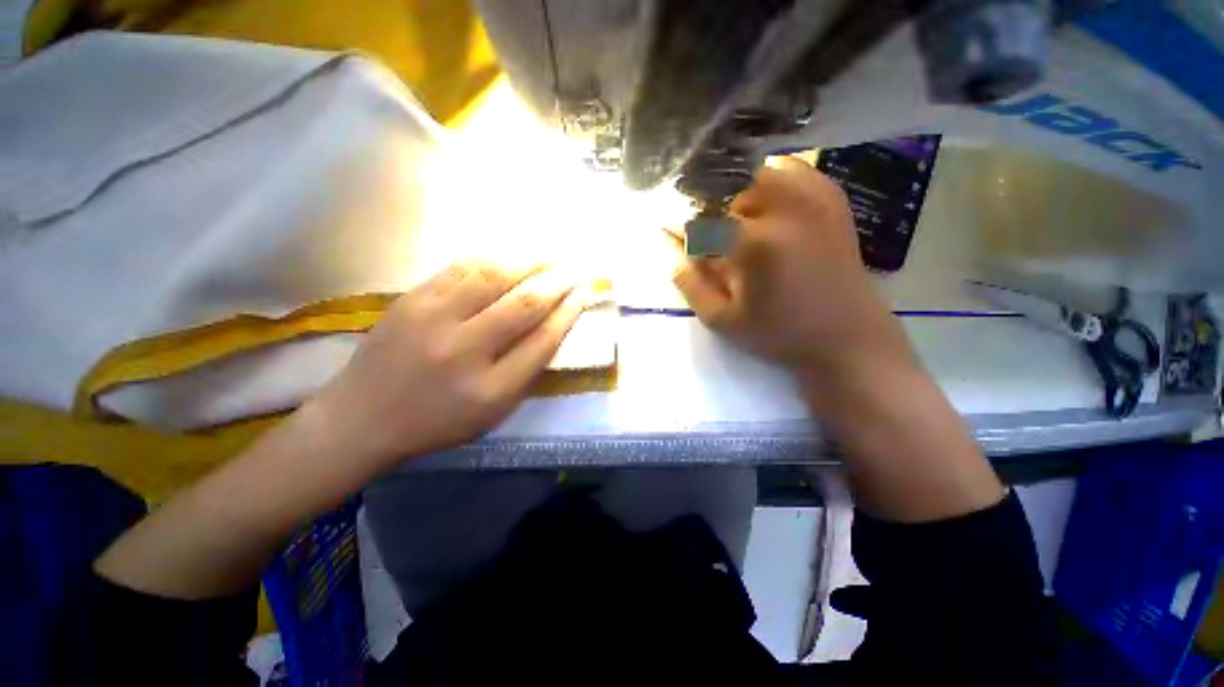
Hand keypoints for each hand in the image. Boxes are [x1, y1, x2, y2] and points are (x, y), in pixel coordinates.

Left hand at [306, 262, 585, 478]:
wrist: (362, 418)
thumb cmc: (437, 422)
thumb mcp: (493, 413)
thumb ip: (526, 372)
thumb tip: (553, 326)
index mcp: (490, 390)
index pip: (543, 341)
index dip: (569, 312)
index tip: (584, 293)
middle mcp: (464, 352)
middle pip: (524, 305)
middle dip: (557, 282)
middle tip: (574, 269)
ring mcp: (432, 321)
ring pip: (493, 277)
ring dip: (529, 263)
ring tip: (549, 256)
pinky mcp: (410, 300)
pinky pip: (460, 269)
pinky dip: (492, 260)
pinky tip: (509, 258)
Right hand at [673, 158, 909, 375]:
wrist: (847, 337)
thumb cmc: (779, 333)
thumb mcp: (721, 319)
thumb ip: (688, 281)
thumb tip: (667, 245)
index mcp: (754, 241)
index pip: (701, 219)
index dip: (681, 228)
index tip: (672, 238)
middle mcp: (784, 207)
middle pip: (727, 185)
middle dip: (707, 207)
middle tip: (705, 235)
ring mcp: (813, 197)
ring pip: (756, 172)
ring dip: (735, 193)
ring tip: (734, 222)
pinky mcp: (832, 199)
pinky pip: (793, 169)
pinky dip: (769, 179)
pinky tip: (764, 206)